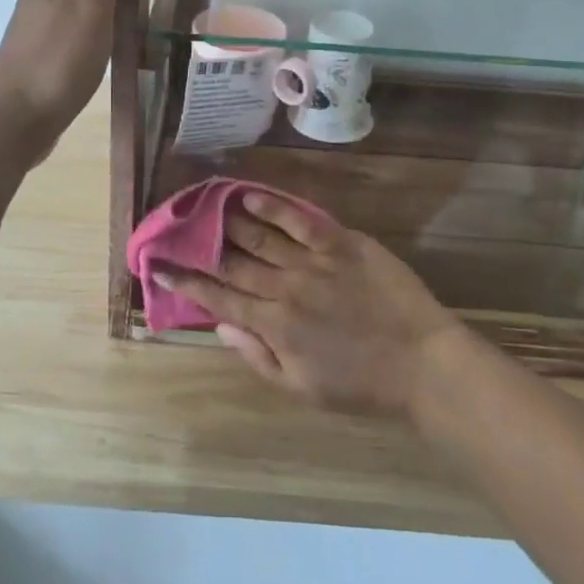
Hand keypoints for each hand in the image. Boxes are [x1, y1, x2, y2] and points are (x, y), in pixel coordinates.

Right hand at [158, 192, 463, 417]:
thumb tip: (221, 324)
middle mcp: (285, 288)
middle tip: (177, 229)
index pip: (219, 298)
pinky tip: (251, 195)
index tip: (161, 267)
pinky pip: (300, 219)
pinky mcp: (341, 242)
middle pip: (233, 262)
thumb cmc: (362, 385)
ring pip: (260, 236)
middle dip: (200, 246)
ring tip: (207, 206)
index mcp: (274, 326)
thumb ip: (258, 356)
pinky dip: (273, 207)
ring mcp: (313, 261)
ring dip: (230, 220)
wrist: (422, 363)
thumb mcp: (302, 389)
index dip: (187, 283)